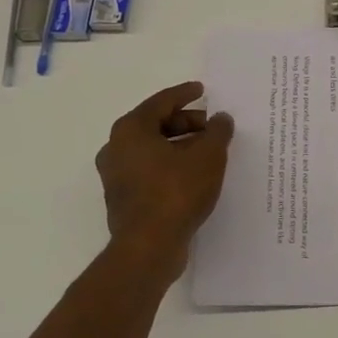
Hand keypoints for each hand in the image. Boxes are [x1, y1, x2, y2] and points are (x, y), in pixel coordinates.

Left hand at [96, 82, 234, 280]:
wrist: (148, 247)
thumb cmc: (176, 192)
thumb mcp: (208, 156)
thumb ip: (217, 132)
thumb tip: (221, 119)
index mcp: (131, 129)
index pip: (161, 101)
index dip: (185, 94)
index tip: (203, 90)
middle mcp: (116, 148)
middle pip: (155, 125)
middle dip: (186, 123)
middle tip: (212, 127)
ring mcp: (116, 176)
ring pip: (152, 150)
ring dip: (180, 146)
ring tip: (208, 151)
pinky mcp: (123, 199)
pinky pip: (149, 171)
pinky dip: (170, 166)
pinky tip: (194, 175)